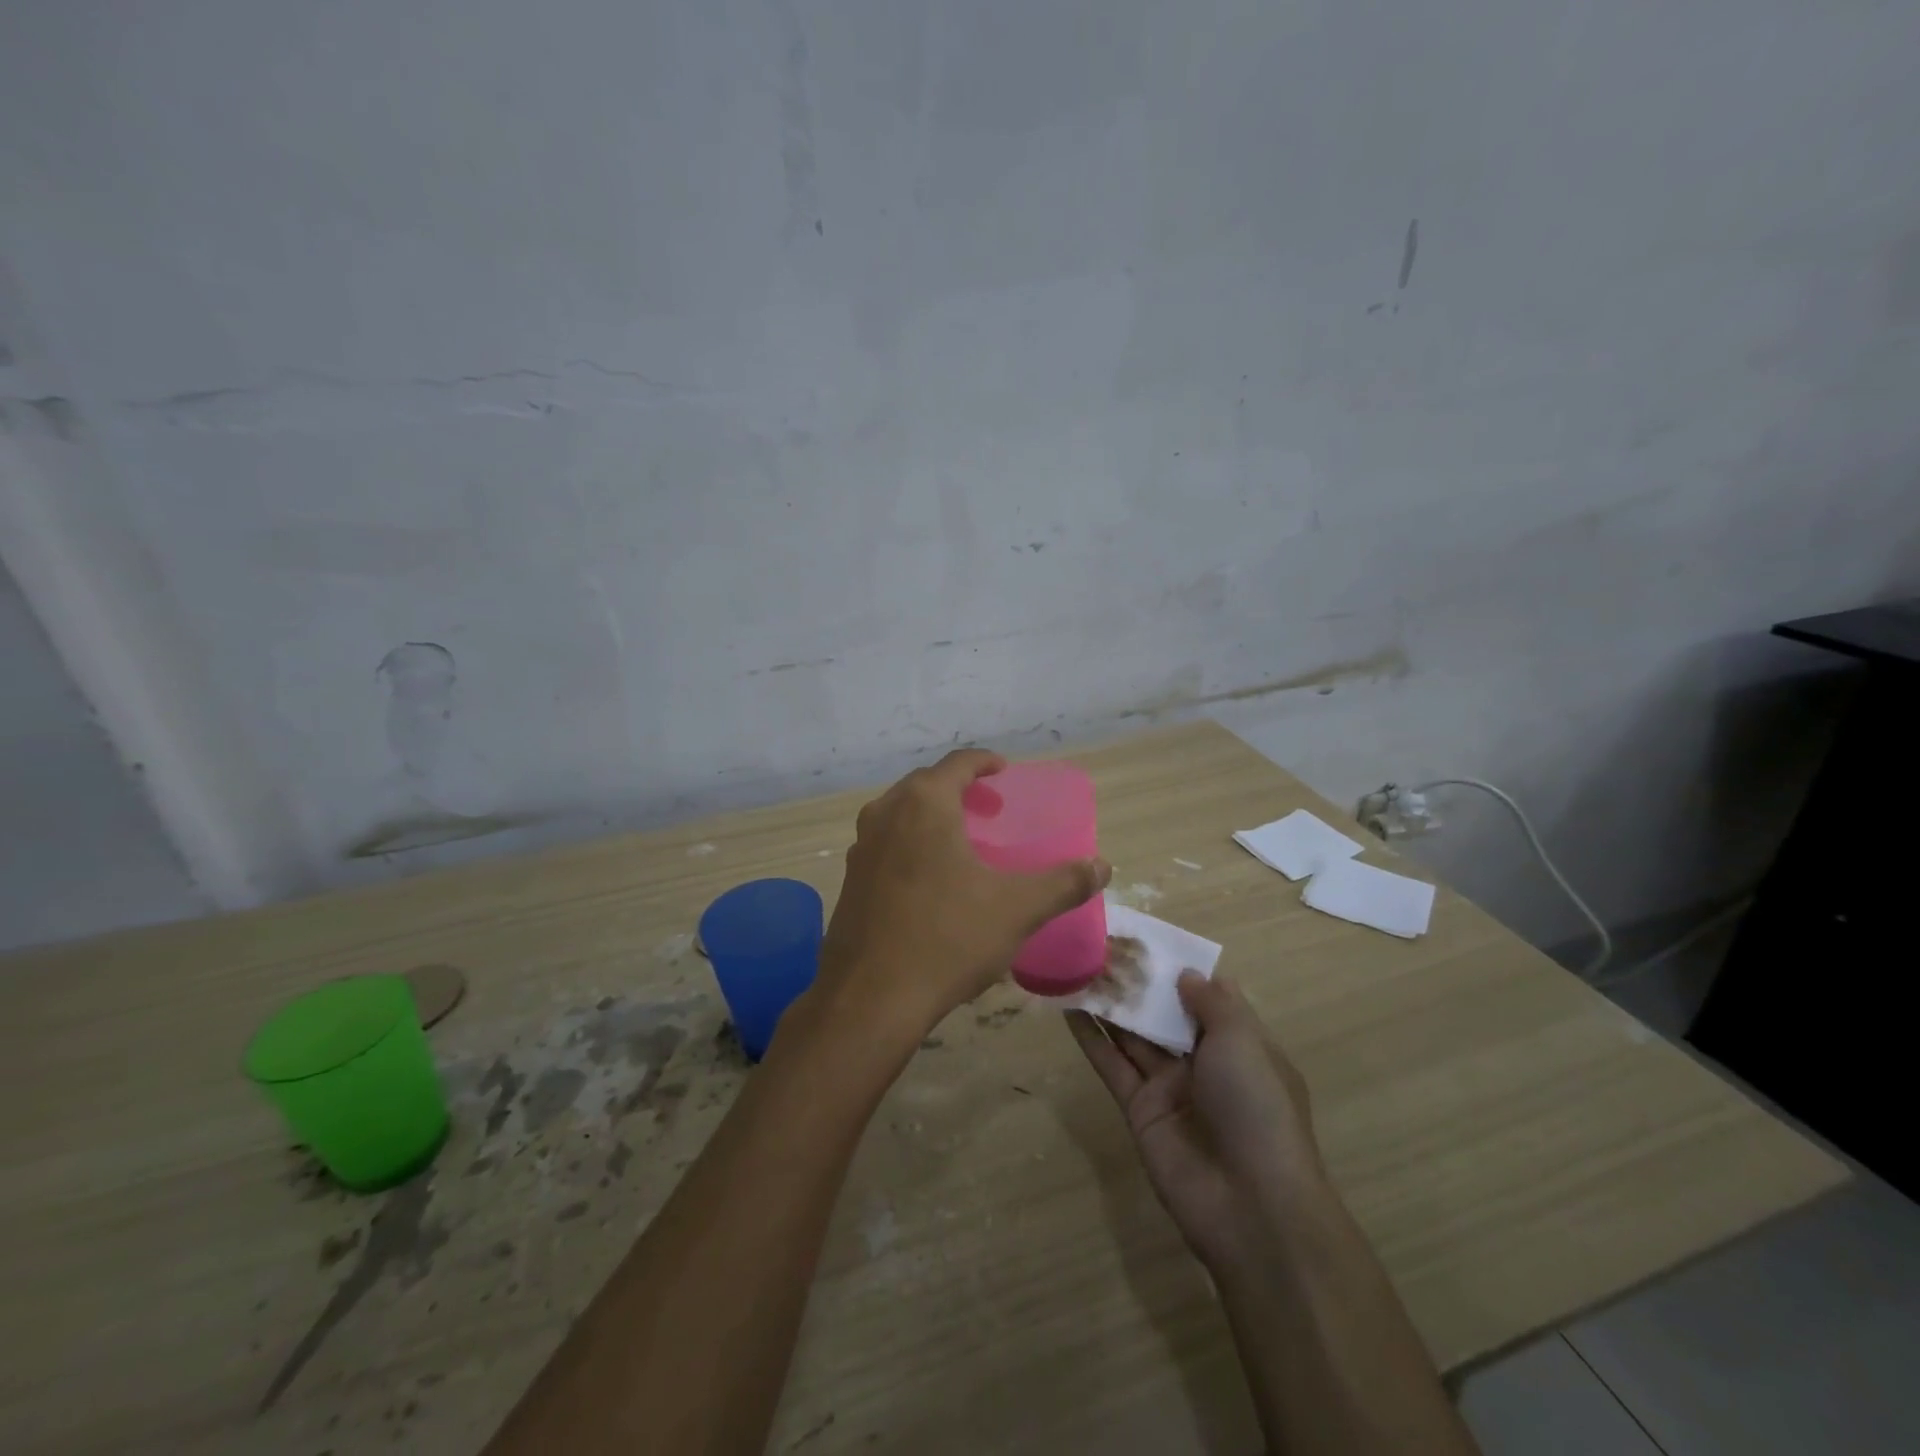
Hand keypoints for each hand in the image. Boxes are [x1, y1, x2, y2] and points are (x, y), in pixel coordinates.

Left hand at [815, 749, 1110, 1048]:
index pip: (958, 763)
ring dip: (931, 815)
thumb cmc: (948, 938)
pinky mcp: (850, 879)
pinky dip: (910, 843)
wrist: (871, 998)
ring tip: (961, 839)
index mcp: (924, 803)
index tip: (1004, 771)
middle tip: (988, 808)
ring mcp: (861, 847)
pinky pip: (886, 844)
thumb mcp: (1017, 909)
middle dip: (958, 788)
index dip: (984, 762)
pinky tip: (929, 878)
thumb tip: (1103, 866)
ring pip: (901, 813)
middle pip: (926, 784)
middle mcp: (885, 813)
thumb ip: (1063, 883)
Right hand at [1068, 971, 1327, 1272]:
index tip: (1148, 940)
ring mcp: (1170, 1087)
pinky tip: (1068, 1008)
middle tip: (1100, 945)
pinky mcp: (1139, 1110)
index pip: (1208, 998)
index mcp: (1241, 1045)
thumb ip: (1211, 1002)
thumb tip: (1186, 974)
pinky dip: (1090, 1038)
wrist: (1250, 1205)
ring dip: (1109, 1004)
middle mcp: (1205, 1063)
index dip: (1180, 969)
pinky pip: (1112, 1065)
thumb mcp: (1243, 1041)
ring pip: (1133, 1035)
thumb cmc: (1256, 1107)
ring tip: (1077, 965)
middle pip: (1165, 1014)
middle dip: (1138, 983)